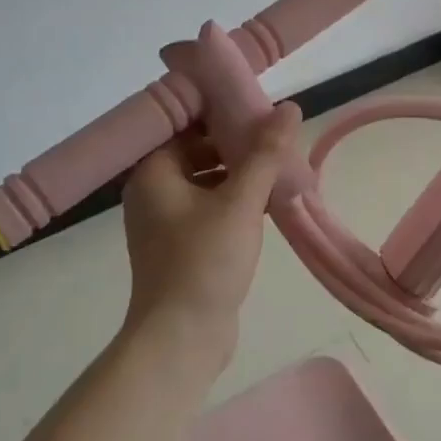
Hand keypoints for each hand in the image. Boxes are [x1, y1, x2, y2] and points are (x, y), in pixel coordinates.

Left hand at [120, 103, 302, 359]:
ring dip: (239, 170)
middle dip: (235, 141)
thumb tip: (288, 107)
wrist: (182, 338)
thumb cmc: (204, 261)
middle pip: (196, 148)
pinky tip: (268, 198)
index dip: (220, 108)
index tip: (256, 101)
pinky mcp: (181, 244)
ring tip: (279, 162)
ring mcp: (165, 220)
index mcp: (153, 172)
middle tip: (275, 133)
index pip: (185, 122)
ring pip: (206, 178)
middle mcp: (153, 190)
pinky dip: (234, 197)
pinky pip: (210, 205)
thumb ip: (265, 154)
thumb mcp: (240, 202)